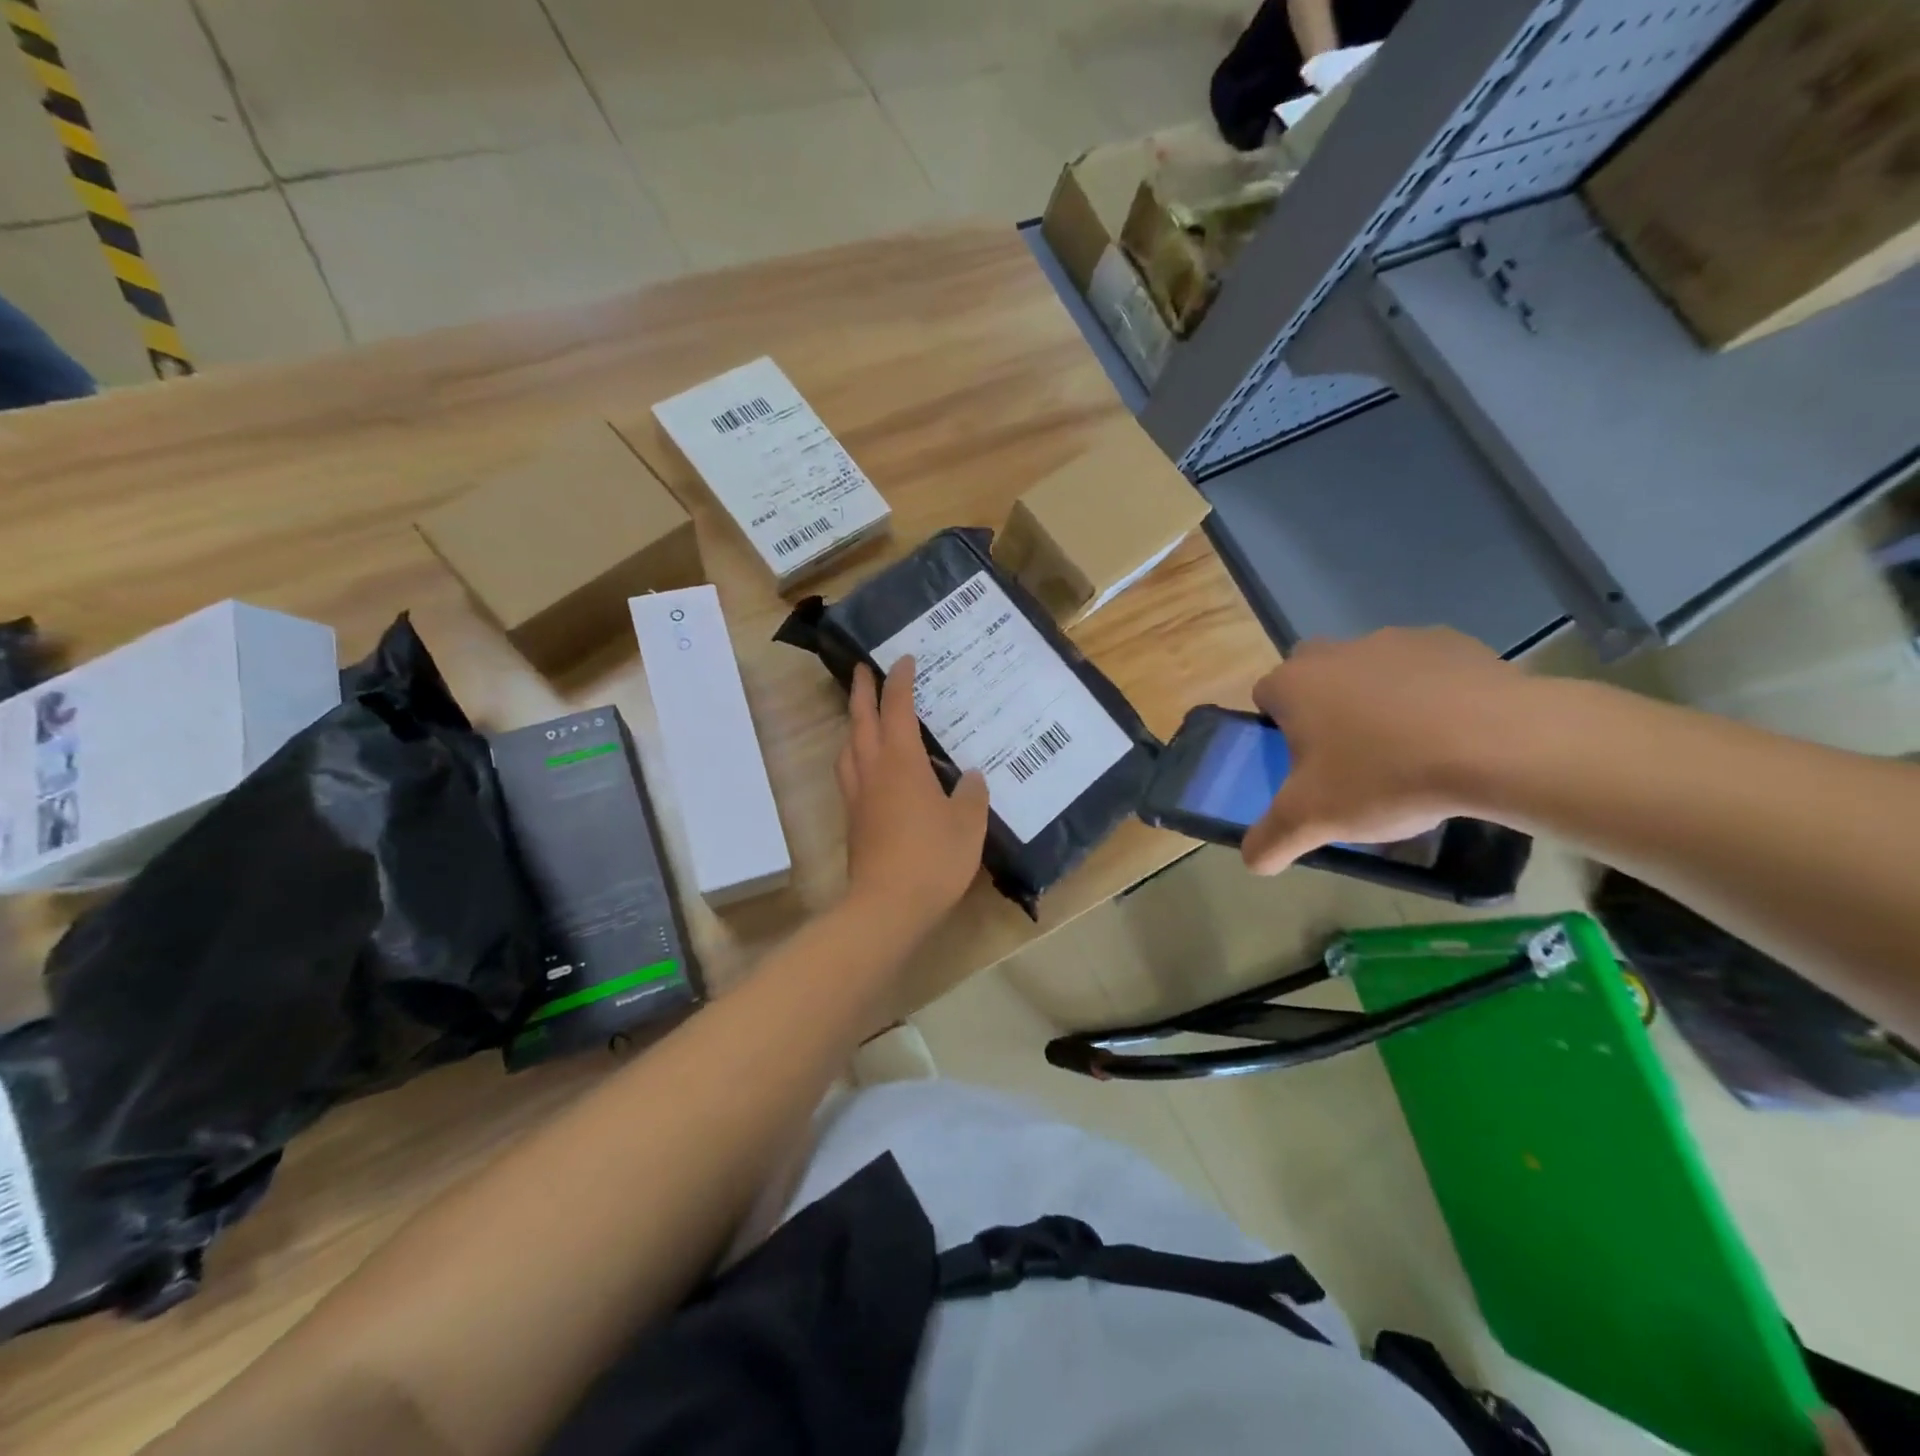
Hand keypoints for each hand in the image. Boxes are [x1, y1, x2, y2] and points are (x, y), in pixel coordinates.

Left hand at [837, 658, 989, 932]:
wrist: (887, 905)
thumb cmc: (932, 857)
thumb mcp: (967, 824)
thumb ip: (971, 794)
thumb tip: (970, 777)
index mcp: (901, 762)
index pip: (897, 709)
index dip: (900, 682)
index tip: (904, 660)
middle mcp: (873, 770)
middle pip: (860, 721)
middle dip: (861, 691)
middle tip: (863, 669)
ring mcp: (858, 796)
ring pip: (848, 748)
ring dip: (853, 724)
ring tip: (862, 717)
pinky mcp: (853, 821)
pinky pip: (850, 774)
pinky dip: (856, 756)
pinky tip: (869, 768)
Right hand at [1241, 627, 1530, 874]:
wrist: (1498, 745)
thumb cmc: (1385, 777)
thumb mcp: (1313, 821)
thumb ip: (1271, 841)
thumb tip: (1253, 861)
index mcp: (1294, 684)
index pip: (1265, 696)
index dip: (1277, 729)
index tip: (1302, 763)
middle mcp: (1336, 651)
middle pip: (1314, 677)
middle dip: (1324, 709)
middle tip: (1349, 756)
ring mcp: (1396, 640)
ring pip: (1369, 671)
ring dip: (1377, 701)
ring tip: (1409, 750)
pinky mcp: (1451, 642)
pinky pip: (1424, 669)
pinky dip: (1428, 695)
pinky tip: (1451, 733)